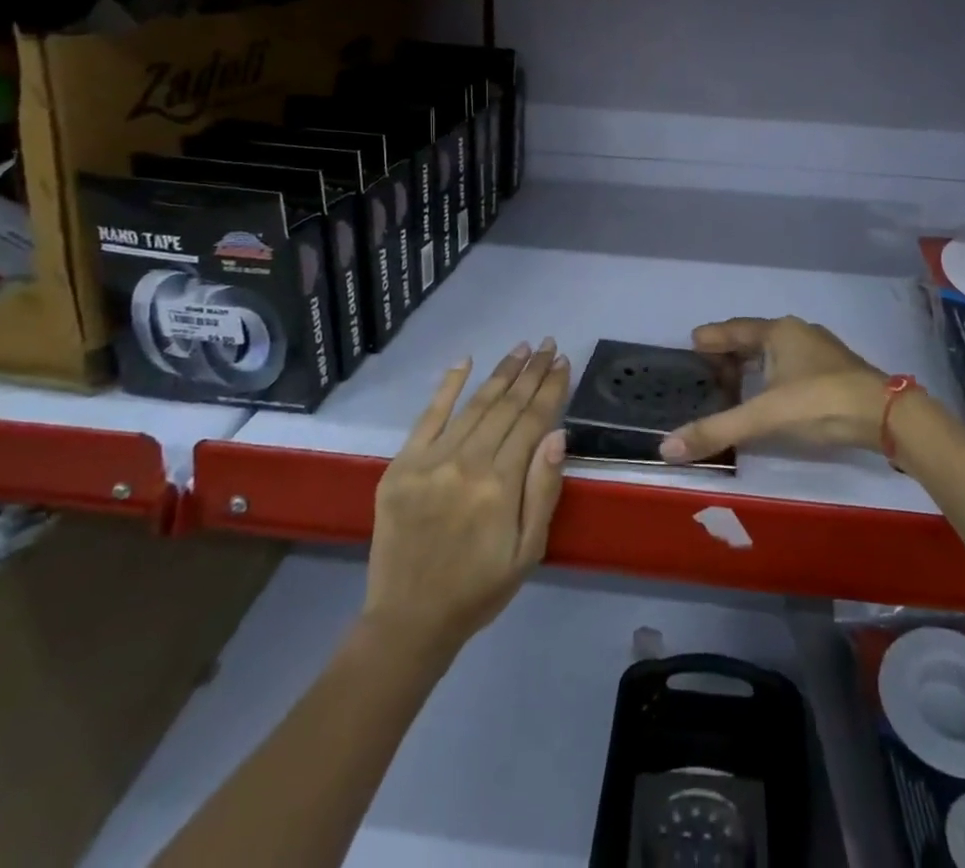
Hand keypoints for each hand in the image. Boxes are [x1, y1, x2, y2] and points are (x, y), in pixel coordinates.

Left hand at [364, 340, 570, 654]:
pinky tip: (464, 361)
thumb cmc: (479, 588)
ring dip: (500, 373)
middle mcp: (466, 463)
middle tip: (547, 344)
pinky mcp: (401, 465)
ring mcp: (430, 461)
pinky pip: (428, 417)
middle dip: (531, 372)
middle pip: (506, 406)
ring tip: (520, 349)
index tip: (563, 362)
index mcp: (500, 485)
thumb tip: (557, 435)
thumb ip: (543, 491)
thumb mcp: (528, 551)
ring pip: (474, 405)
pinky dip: (447, 387)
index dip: (551, 388)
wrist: (408, 620)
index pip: (533, 421)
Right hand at [659, 316, 892, 464]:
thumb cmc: (820, 403)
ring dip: (753, 363)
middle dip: (730, 351)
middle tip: (706, 366)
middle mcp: (798, 333)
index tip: (692, 342)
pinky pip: (792, 365)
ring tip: (733, 379)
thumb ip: (717, 430)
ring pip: (776, 351)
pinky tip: (771, 392)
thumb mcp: (764, 416)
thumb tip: (666, 448)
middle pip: (755, 338)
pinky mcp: (836, 370)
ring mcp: (820, 350)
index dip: (712, 337)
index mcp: (779, 332)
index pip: (735, 330)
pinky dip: (773, 374)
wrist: (885, 415)